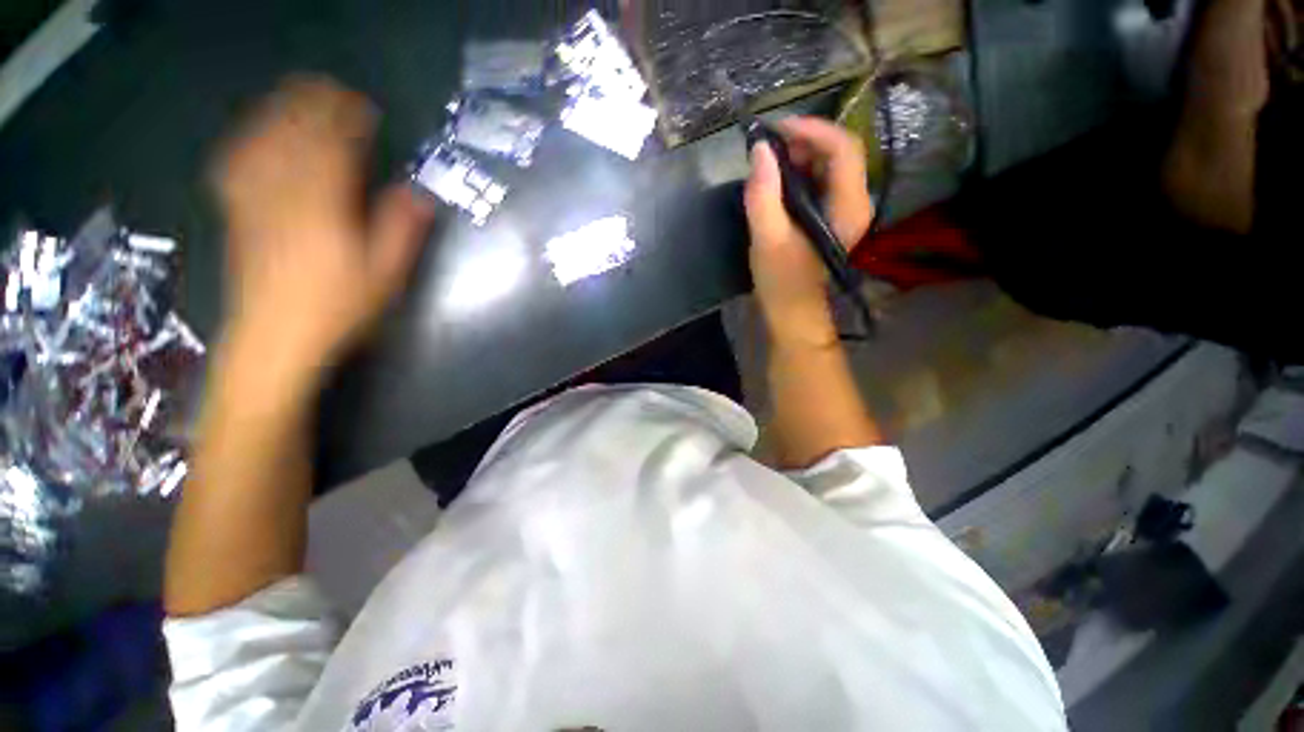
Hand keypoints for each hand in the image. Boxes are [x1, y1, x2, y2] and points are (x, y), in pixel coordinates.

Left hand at [213, 76, 435, 384]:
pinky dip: (246, 139)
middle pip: (293, 134)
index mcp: (324, 208)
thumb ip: (401, 232)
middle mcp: (284, 194)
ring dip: (279, 112)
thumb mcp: (385, 276)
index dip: (347, 120)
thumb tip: (418, 194)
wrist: (275, 338)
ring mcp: (254, 201)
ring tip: (297, 97)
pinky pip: (235, 163)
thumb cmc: (339, 310)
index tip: (363, 105)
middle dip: (312, 105)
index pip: (333, 147)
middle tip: (331, 89)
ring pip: (261, 141)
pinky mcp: (236, 213)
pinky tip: (255, 134)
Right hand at [744, 117, 873, 342]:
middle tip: (767, 146)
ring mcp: (843, 210)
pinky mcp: (829, 217)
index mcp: (848, 207)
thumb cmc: (782, 280)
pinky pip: (819, 182)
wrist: (791, 312)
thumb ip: (763, 195)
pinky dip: (798, 172)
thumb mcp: (768, 239)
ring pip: (829, 165)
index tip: (776, 129)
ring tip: (767, 160)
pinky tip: (776, 179)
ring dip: (799, 155)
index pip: (843, 149)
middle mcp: (854, 202)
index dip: (812, 130)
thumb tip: (759, 150)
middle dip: (803, 141)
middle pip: (839, 152)